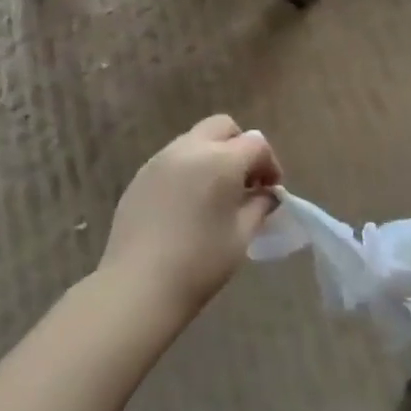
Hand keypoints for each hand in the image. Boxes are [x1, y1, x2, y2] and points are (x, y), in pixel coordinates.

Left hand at [100, 115, 282, 313]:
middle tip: (245, 182)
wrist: (139, 284)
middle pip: (222, 127)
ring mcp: (159, 160)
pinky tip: (187, 204)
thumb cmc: (200, 262)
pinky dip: (188, 169)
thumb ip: (259, 206)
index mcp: (220, 160)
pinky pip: (172, 159)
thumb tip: (267, 194)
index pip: (256, 143)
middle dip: (240, 146)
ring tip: (215, 194)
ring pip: (194, 140)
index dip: (270, 164)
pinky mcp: (140, 176)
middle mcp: (189, 149)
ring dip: (212, 156)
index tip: (271, 191)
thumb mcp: (242, 235)